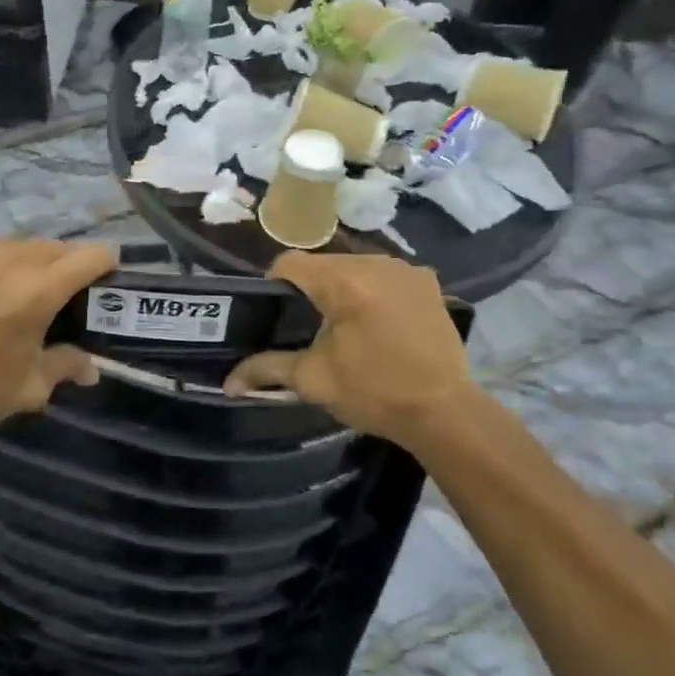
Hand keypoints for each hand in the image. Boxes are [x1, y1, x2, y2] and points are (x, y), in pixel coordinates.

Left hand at [0, 236, 117, 435]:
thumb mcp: (27, 388)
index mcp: (40, 288)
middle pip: (55, 247)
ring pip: (16, 245)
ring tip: (15, 291)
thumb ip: (64, 367)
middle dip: (67, 265)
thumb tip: (91, 369)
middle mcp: (11, 258)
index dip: (107, 263)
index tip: (108, 277)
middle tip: (62, 294)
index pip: (92, 255)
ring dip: (27, 261)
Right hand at [224, 252, 475, 441]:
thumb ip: (267, 369)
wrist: (446, 412)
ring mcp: (405, 269)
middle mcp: (375, 263)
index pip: (290, 263)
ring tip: (344, 326)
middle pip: (324, 263)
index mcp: (343, 281)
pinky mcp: (427, 282)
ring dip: (343, 288)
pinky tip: (379, 323)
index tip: (275, 315)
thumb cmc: (375, 393)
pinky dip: (374, 291)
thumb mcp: (314, 380)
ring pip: (355, 267)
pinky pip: (385, 276)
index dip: (274, 285)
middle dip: (311, 289)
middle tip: (308, 327)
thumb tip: (228, 382)